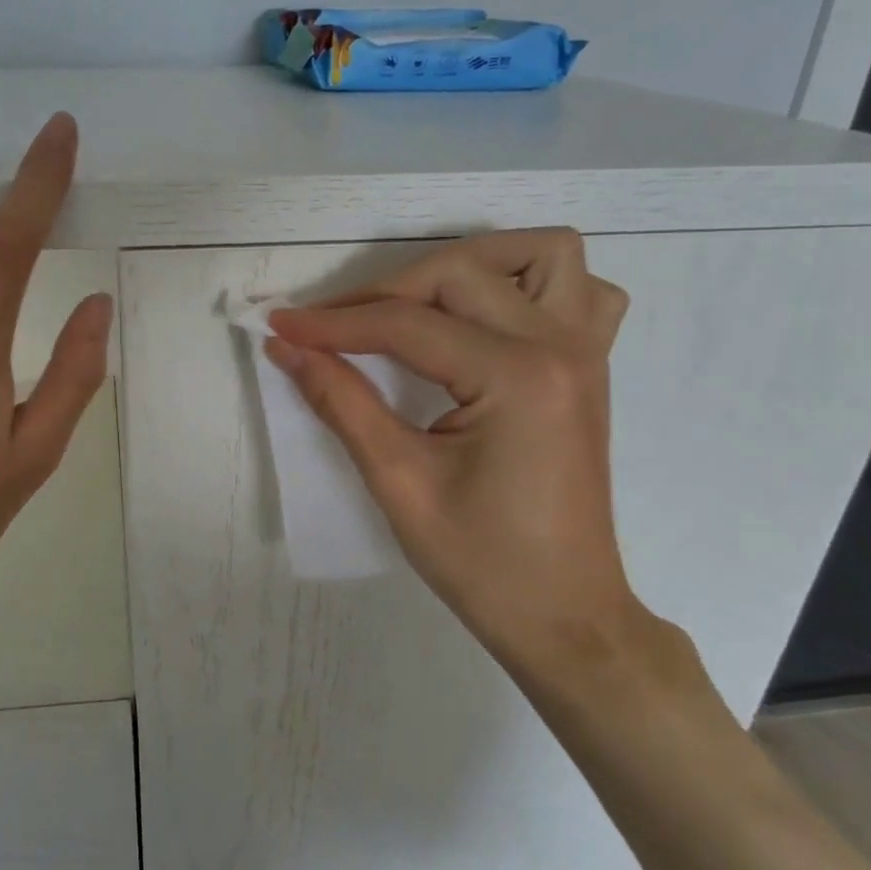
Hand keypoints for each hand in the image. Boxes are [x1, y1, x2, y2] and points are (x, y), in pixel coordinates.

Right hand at [265, 230, 637, 670]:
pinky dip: (531, 284)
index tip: (279, 325)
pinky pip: (581, 292)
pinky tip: (490, 319)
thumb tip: (287, 348)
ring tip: (418, 302)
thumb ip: (341, 401)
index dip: (333, 324)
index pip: (406, 325)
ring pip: (542, 254)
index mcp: (516, 378)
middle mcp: (560, 347)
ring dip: (472, 264)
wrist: (563, 615)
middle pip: (460, 273)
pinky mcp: (591, 368)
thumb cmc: (481, 562)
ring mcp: (587, 353)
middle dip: (385, 291)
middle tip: (332, 330)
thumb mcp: (398, 481)